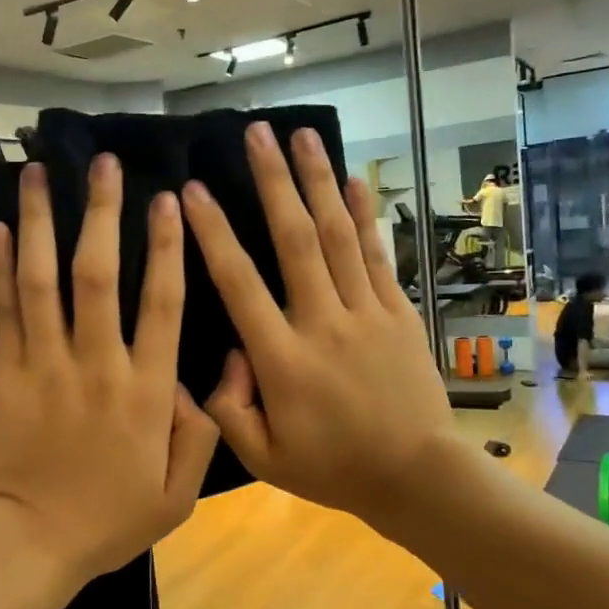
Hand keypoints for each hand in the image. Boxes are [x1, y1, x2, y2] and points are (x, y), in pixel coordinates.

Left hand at [0, 156, 219, 589]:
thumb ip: (199, 433)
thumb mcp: (177, 495)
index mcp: (145, 392)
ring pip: (43, 281)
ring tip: (39, 172)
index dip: (166, 247)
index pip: (160, 304)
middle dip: (102, 213)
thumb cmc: (108, 520)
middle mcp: (96, 365)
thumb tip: (201, 380)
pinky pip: (3, 311)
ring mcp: (44, 366)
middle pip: (98, 275)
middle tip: (105, 162)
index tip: (168, 200)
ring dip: (43, 222)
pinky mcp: (5, 374)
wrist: (28, 544)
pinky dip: (0, 267)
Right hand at [182, 123, 457, 529]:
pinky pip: (377, 255)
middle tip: (256, 133)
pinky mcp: (398, 312)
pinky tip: (353, 179)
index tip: (192, 192)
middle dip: (272, 182)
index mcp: (283, 360)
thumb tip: (225, 355)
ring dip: (318, 182)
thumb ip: (227, 409)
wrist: (416, 475)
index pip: (239, 284)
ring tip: (303, 136)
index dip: (213, 234)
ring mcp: (366, 313)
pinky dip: (364, 215)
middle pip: (294, 240)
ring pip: (336, 236)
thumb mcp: (262, 458)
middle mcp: (323, 323)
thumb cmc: (332, 467)